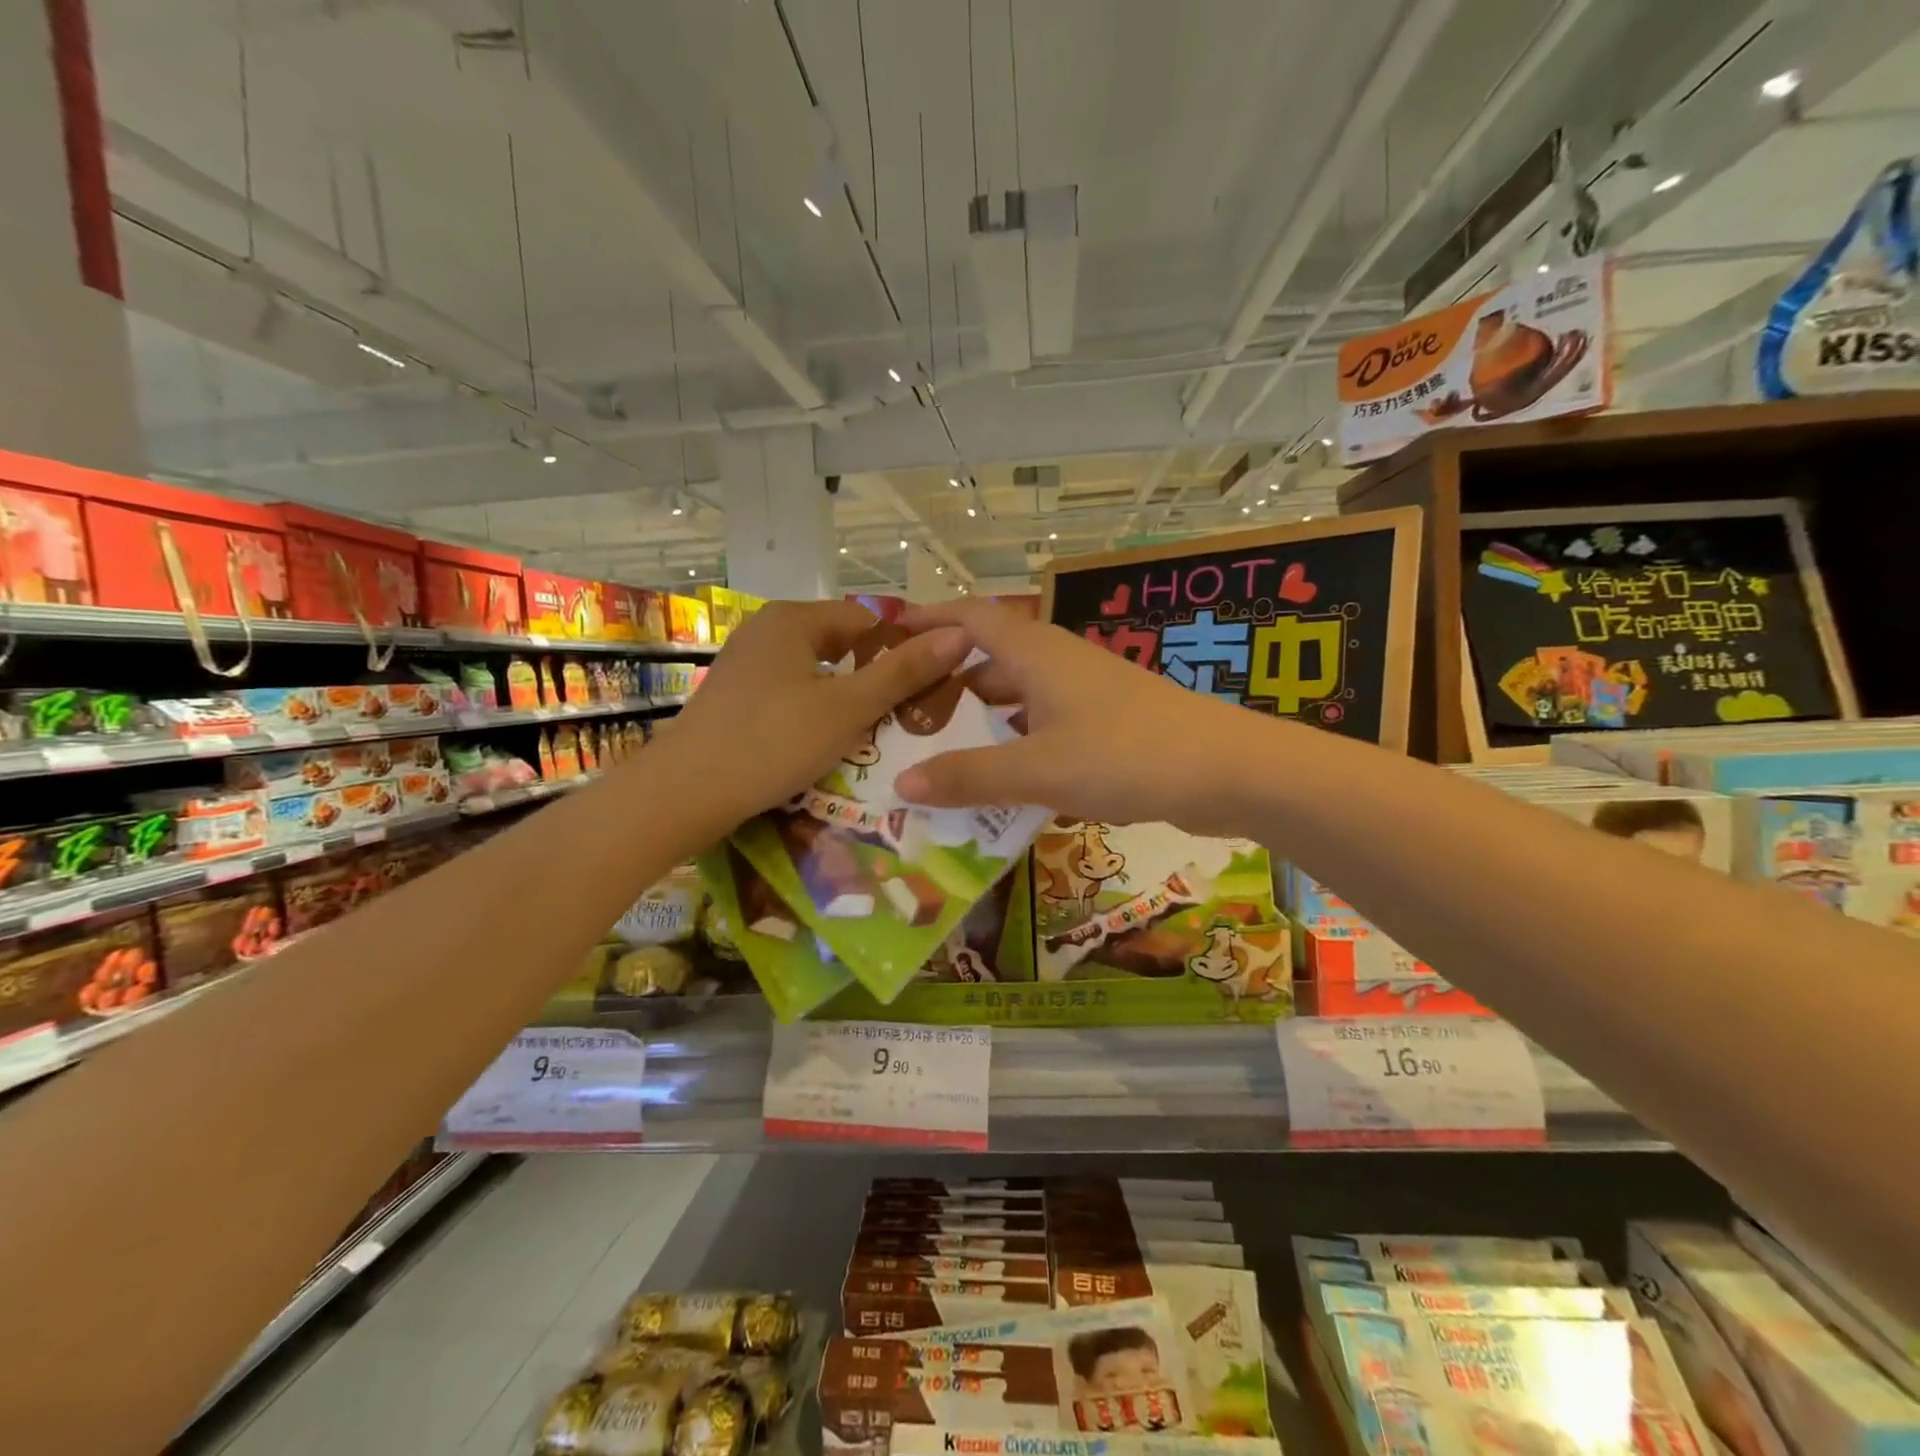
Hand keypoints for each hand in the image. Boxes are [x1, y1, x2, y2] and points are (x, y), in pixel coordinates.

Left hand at [655, 600, 967, 827]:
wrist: (684, 794)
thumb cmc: (773, 741)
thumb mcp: (849, 707)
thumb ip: (904, 672)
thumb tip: (959, 635)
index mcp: (793, 619)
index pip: (867, 620)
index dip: (902, 649)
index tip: (928, 688)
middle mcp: (765, 631)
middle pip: (840, 647)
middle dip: (875, 679)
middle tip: (906, 718)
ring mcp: (745, 666)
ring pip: (815, 676)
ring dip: (846, 702)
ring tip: (874, 737)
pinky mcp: (734, 700)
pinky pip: (790, 697)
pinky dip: (815, 715)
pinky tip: (826, 746)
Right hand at [890, 602, 1254, 834]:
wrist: (1228, 770)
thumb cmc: (1126, 754)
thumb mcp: (1039, 769)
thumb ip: (970, 776)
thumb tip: (900, 783)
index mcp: (1036, 653)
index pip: (970, 618)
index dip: (929, 619)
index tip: (888, 634)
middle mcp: (1058, 664)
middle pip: (990, 661)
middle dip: (946, 683)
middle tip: (901, 715)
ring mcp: (1087, 694)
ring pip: (1019, 699)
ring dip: (982, 721)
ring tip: (938, 753)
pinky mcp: (1107, 725)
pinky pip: (1045, 727)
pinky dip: (1017, 746)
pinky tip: (1001, 781)